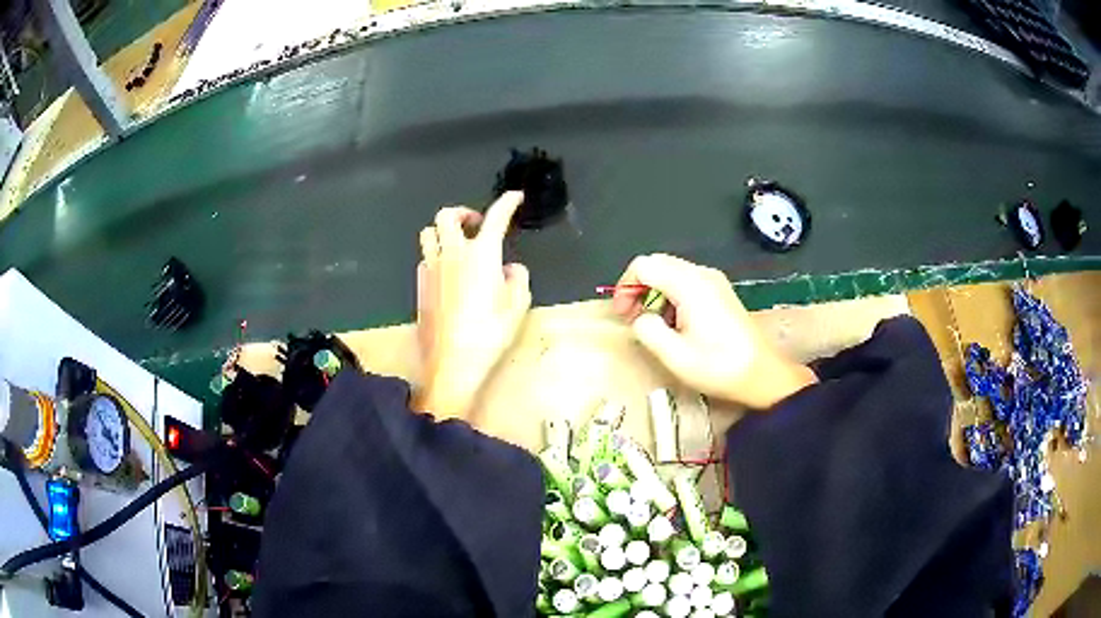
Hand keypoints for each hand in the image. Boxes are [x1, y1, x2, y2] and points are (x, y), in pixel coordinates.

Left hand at [414, 192, 531, 420]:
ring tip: (457, 244)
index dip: (507, 203)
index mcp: (482, 254)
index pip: (496, 218)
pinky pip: (424, 258)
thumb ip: (518, 279)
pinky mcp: (419, 285)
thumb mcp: (517, 307)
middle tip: (475, 224)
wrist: (452, 363)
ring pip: (428, 233)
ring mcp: (431, 268)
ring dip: (443, 231)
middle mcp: (453, 254)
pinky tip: (446, 273)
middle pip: (447, 215)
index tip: (515, 197)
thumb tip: (510, 268)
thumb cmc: (490, 334)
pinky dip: (435, 255)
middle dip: (462, 212)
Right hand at [612, 254, 816, 408]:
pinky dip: (670, 295)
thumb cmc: (719, 367)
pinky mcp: (719, 291)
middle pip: (657, 264)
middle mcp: (702, 274)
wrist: (761, 375)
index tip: (622, 315)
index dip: (626, 287)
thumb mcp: (675, 356)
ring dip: (654, 293)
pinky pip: (686, 281)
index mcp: (690, 285)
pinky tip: (674, 323)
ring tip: (653, 324)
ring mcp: (713, 281)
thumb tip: (640, 318)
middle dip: (638, 288)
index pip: (644, 266)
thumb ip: (647, 330)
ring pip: (670, 271)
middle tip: (632, 318)